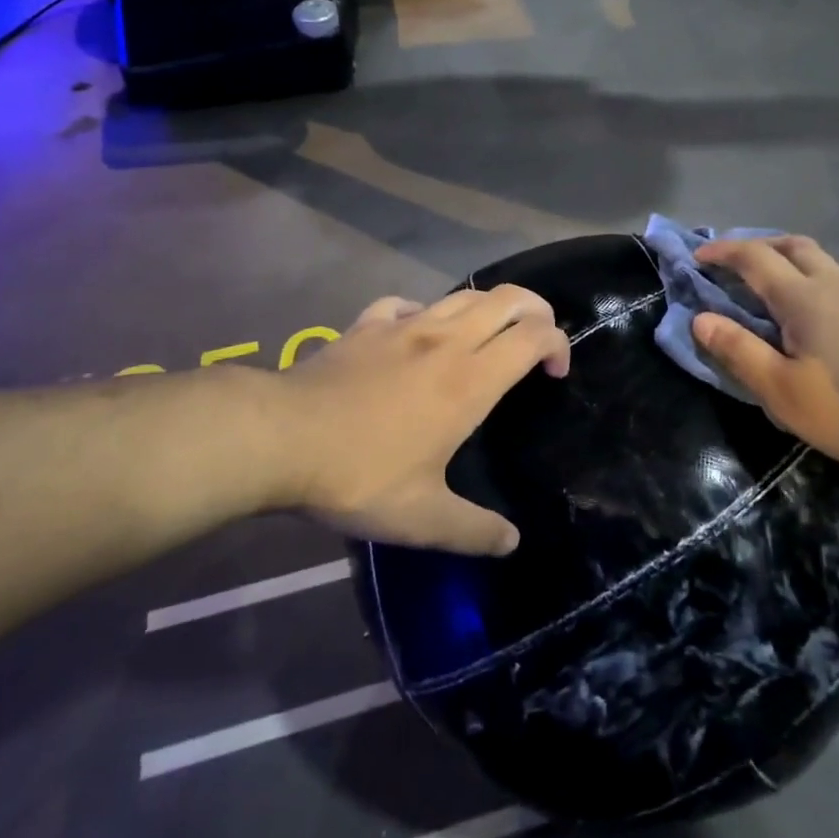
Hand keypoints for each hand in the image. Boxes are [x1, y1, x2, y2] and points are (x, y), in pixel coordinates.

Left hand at [276, 286, 569, 555]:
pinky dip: (425, 311)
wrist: (280, 437)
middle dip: (535, 310)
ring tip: (486, 337)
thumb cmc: (360, 474)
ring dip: (487, 308)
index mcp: (470, 380)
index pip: (533, 336)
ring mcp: (403, 326)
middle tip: (536, 341)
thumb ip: (473, 531)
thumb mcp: (422, 520)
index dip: (557, 344)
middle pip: (506, 299)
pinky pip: (407, 303)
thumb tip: (511, 542)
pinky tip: (416, 333)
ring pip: (461, 295)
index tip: (555, 374)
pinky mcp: (366, 325)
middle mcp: (445, 340)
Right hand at [693, 236, 838, 473]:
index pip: (753, 257)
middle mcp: (834, 283)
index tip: (696, 257)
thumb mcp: (783, 391)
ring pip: (819, 260)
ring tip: (770, 290)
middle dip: (756, 247)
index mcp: (803, 297)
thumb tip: (700, 319)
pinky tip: (815, 316)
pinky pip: (838, 279)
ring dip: (787, 262)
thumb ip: (738, 352)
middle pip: (791, 245)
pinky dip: (812, 280)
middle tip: (733, 266)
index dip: (721, 251)